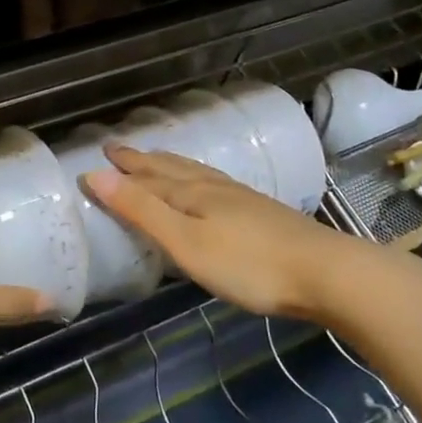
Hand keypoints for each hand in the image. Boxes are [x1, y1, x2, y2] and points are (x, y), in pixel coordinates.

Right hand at [83, 145, 354, 320]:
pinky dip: (196, 178)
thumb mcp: (186, 242)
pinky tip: (208, 188)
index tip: (97, 156)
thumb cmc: (248, 264)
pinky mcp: (261, 212)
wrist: (325, 273)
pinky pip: (214, 184)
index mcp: (191, 193)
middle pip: (171, 168)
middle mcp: (213, 187)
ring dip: (170, 165)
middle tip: (119, 150)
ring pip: (195, 173)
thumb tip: (96, 175)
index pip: (146, 177)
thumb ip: (142, 210)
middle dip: (142, 160)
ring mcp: (241, 198)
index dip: (121, 169)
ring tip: (157, 159)